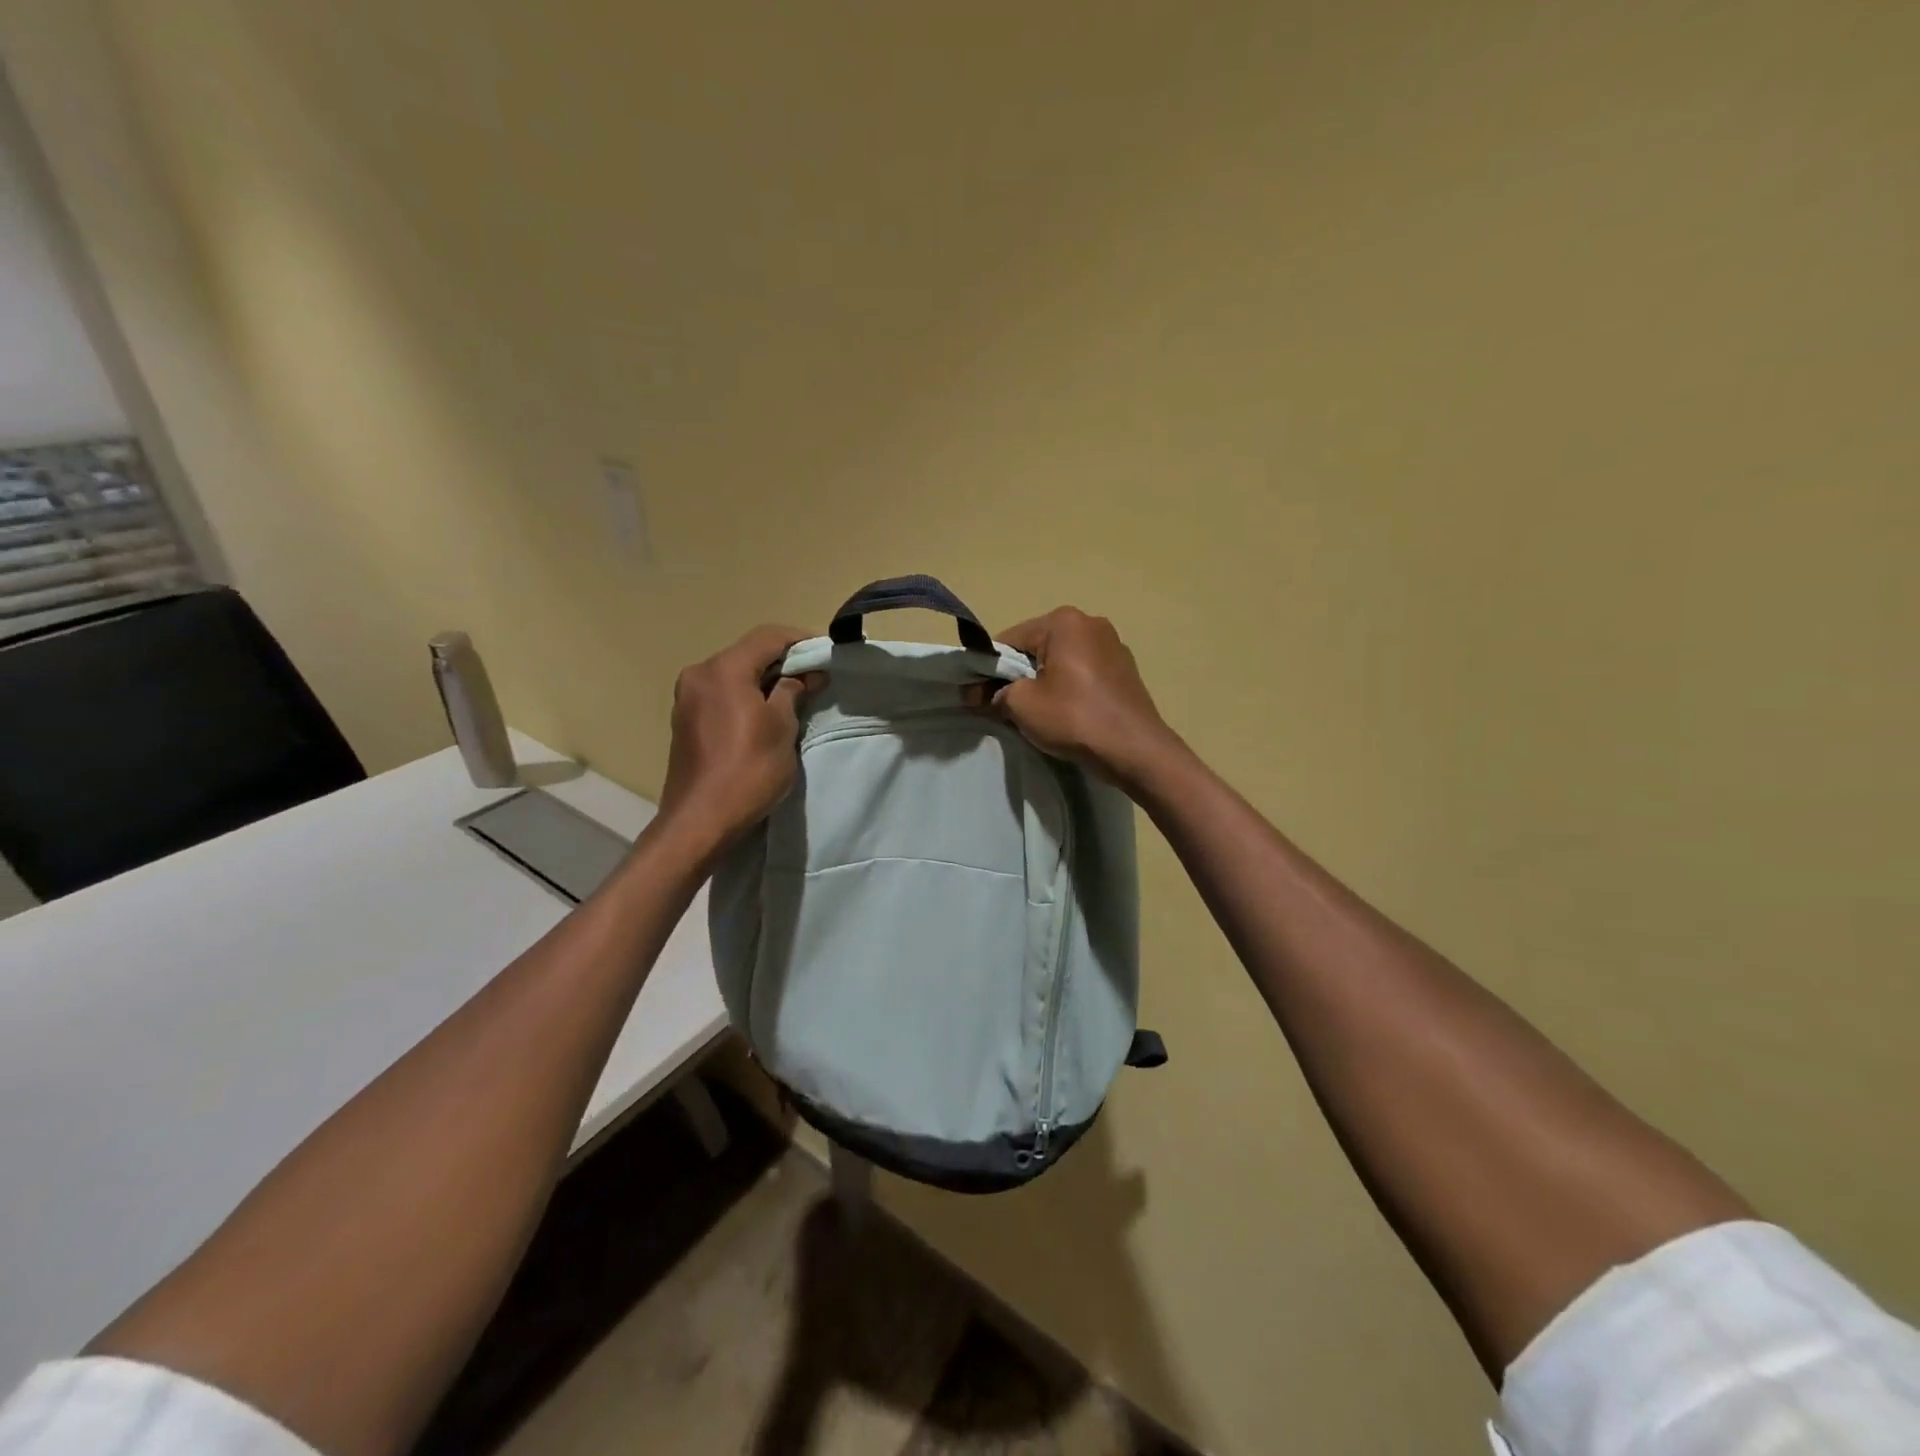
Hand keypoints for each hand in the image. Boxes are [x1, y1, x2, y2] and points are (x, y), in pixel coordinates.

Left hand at [658, 625, 818, 851]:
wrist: (700, 820)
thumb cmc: (749, 770)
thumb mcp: (781, 727)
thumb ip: (793, 690)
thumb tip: (807, 673)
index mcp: (724, 669)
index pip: (768, 637)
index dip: (801, 641)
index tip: (826, 655)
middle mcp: (700, 673)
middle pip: (749, 652)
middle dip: (784, 661)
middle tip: (815, 677)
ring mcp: (688, 696)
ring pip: (735, 673)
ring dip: (765, 679)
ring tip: (795, 697)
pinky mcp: (686, 718)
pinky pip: (722, 692)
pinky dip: (746, 694)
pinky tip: (766, 713)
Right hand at [980, 608, 1184, 793]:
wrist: (1136, 750)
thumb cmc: (1074, 718)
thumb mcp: (1022, 705)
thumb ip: (994, 693)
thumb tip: (977, 694)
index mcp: (1064, 622)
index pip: (1009, 639)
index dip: (988, 669)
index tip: (976, 696)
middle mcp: (1090, 623)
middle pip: (1036, 647)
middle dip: (1016, 674)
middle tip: (1003, 707)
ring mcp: (1113, 646)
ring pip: (1060, 661)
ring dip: (1042, 682)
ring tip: (1036, 713)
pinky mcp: (1124, 670)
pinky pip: (1082, 673)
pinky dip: (1067, 688)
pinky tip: (1065, 714)